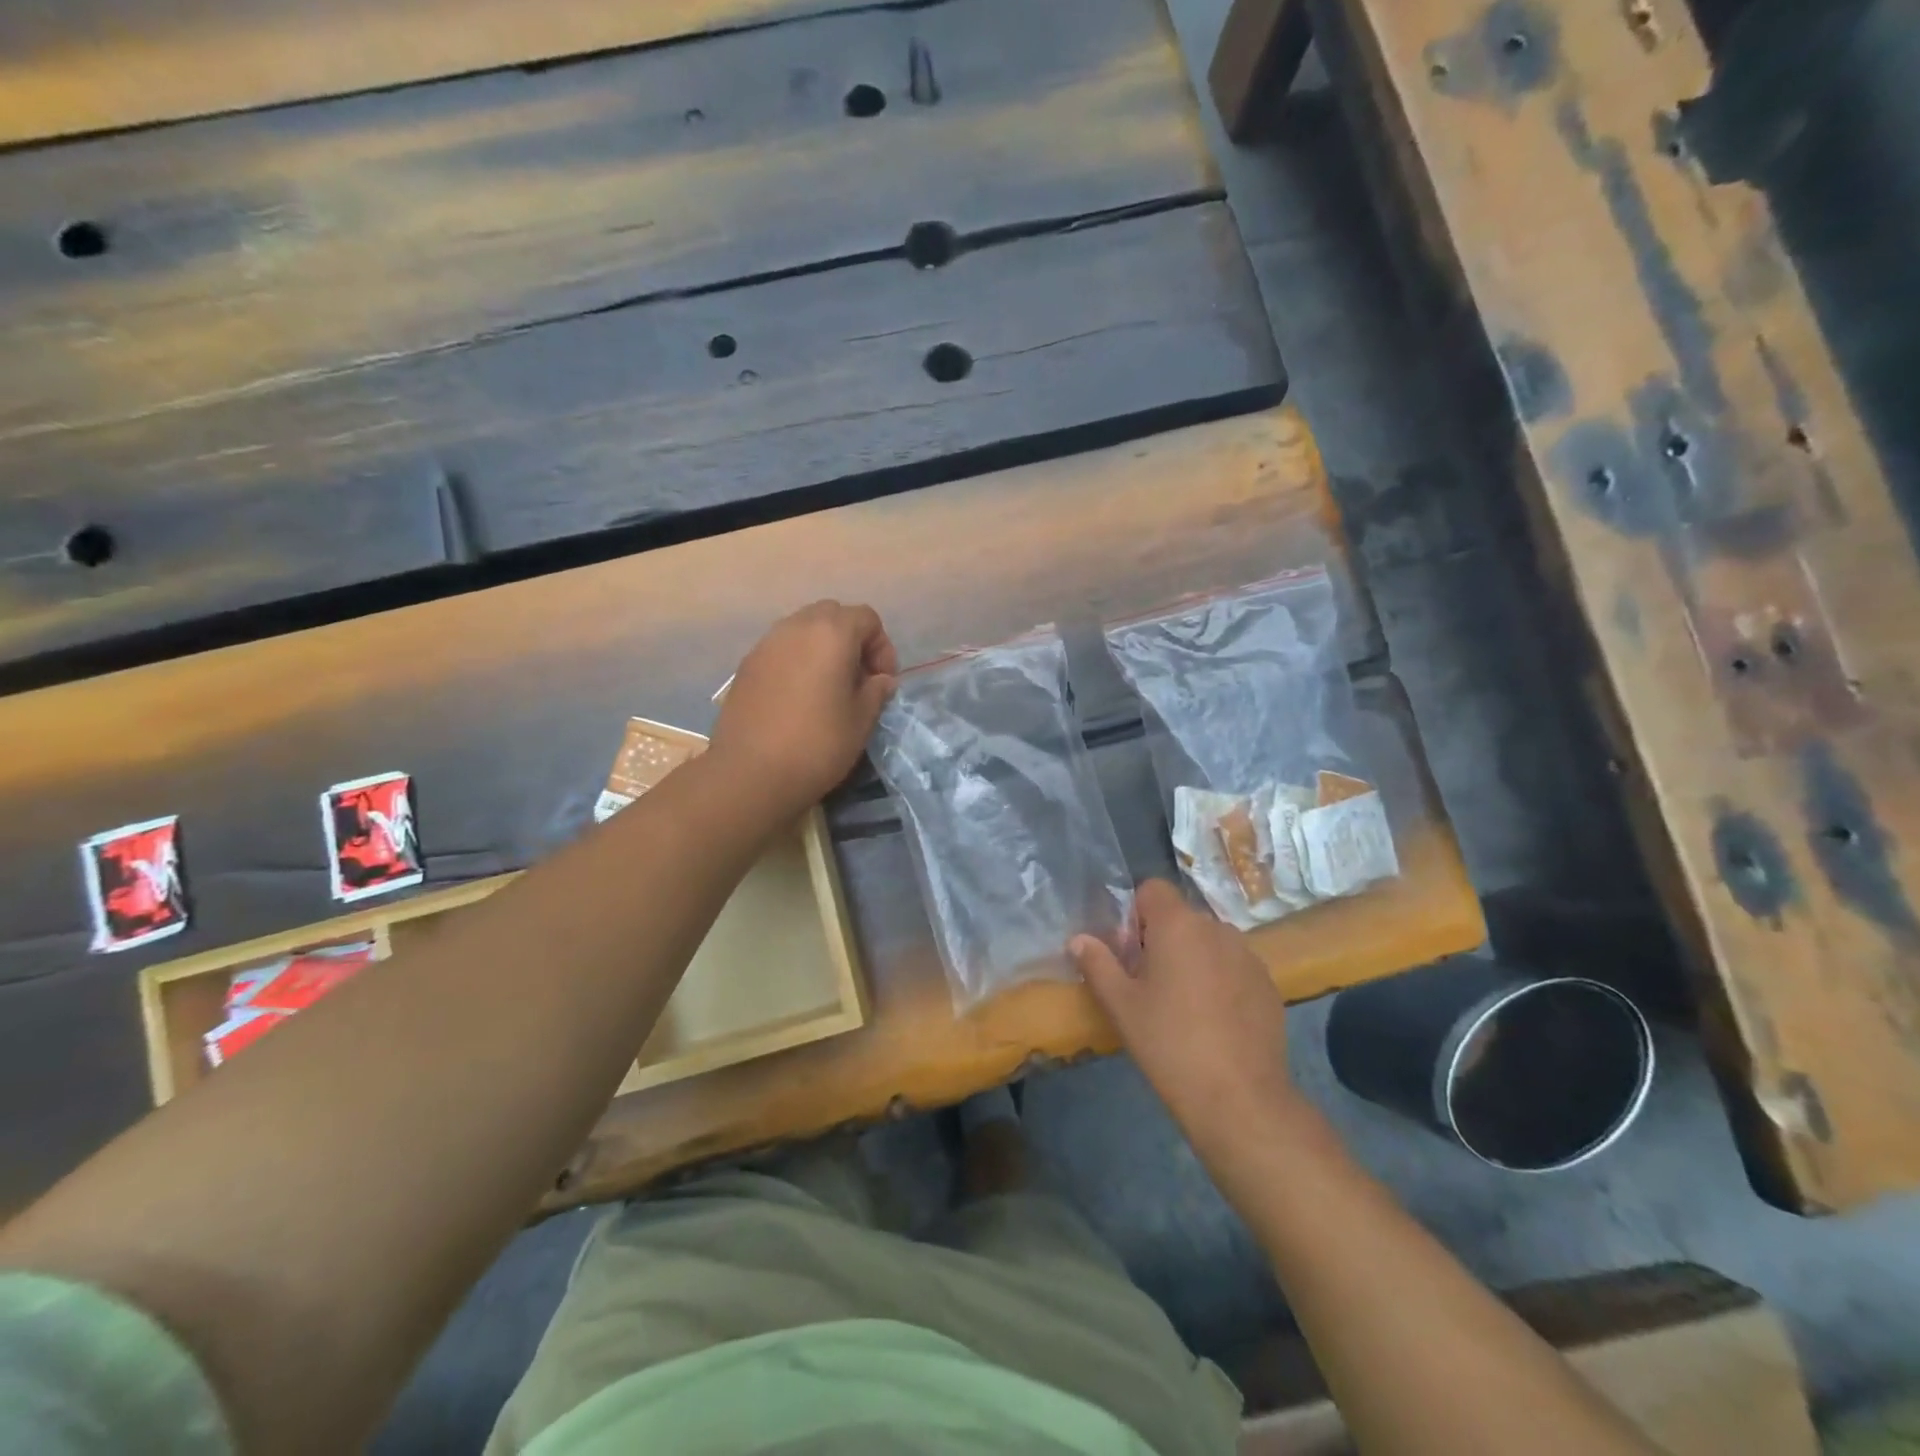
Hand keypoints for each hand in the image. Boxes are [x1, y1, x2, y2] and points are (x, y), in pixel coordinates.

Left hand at [711, 601, 898, 812]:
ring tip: (827, 688)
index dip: (882, 646)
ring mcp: (766, 644)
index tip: (882, 681)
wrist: (751, 774)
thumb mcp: (860, 721)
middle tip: (857, 679)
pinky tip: (798, 698)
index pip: (866, 618)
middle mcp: (796, 627)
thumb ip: (875, 691)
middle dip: (851, 640)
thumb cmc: (817, 745)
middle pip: (832, 615)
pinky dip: (796, 662)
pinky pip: (780, 650)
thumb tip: (880, 680)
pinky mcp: (746, 666)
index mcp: (831, 634)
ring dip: (822, 649)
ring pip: (802, 629)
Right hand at [1071, 880, 1300, 1157]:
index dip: (1136, 915)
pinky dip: (1220, 981)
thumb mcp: (1121, 1005)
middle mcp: (1217, 928)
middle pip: (1181, 917)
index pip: (1153, 889)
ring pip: (1209, 942)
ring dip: (1193, 959)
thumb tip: (1079, 940)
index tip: (1130, 954)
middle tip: (1149, 985)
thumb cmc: (1169, 1043)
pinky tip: (1214, 1023)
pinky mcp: (1269, 985)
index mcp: (1178, 924)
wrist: (1239, 1098)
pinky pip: (1234, 967)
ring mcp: (1248, 956)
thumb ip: (1097, 964)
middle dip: (1162, 940)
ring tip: (1184, 1006)